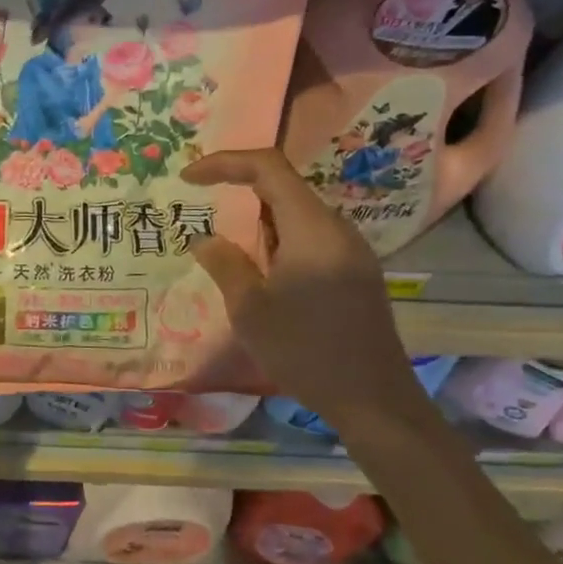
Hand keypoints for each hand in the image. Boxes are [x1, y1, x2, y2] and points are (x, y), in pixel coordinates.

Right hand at [183, 149, 433, 439]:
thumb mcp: (250, 309)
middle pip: (284, 187)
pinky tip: (259, 267)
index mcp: (311, 229)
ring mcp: (351, 250)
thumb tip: (204, 238)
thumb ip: (225, 264)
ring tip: (224, 239)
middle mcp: (336, 229)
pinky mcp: (355, 272)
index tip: (189, 177)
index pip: (269, 168)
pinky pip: (310, 236)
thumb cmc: (305, 351)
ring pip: (297, 213)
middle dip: (239, 188)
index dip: (225, 163)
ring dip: (258, 217)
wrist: (373, 400)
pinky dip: (277, 238)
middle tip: (201, 203)